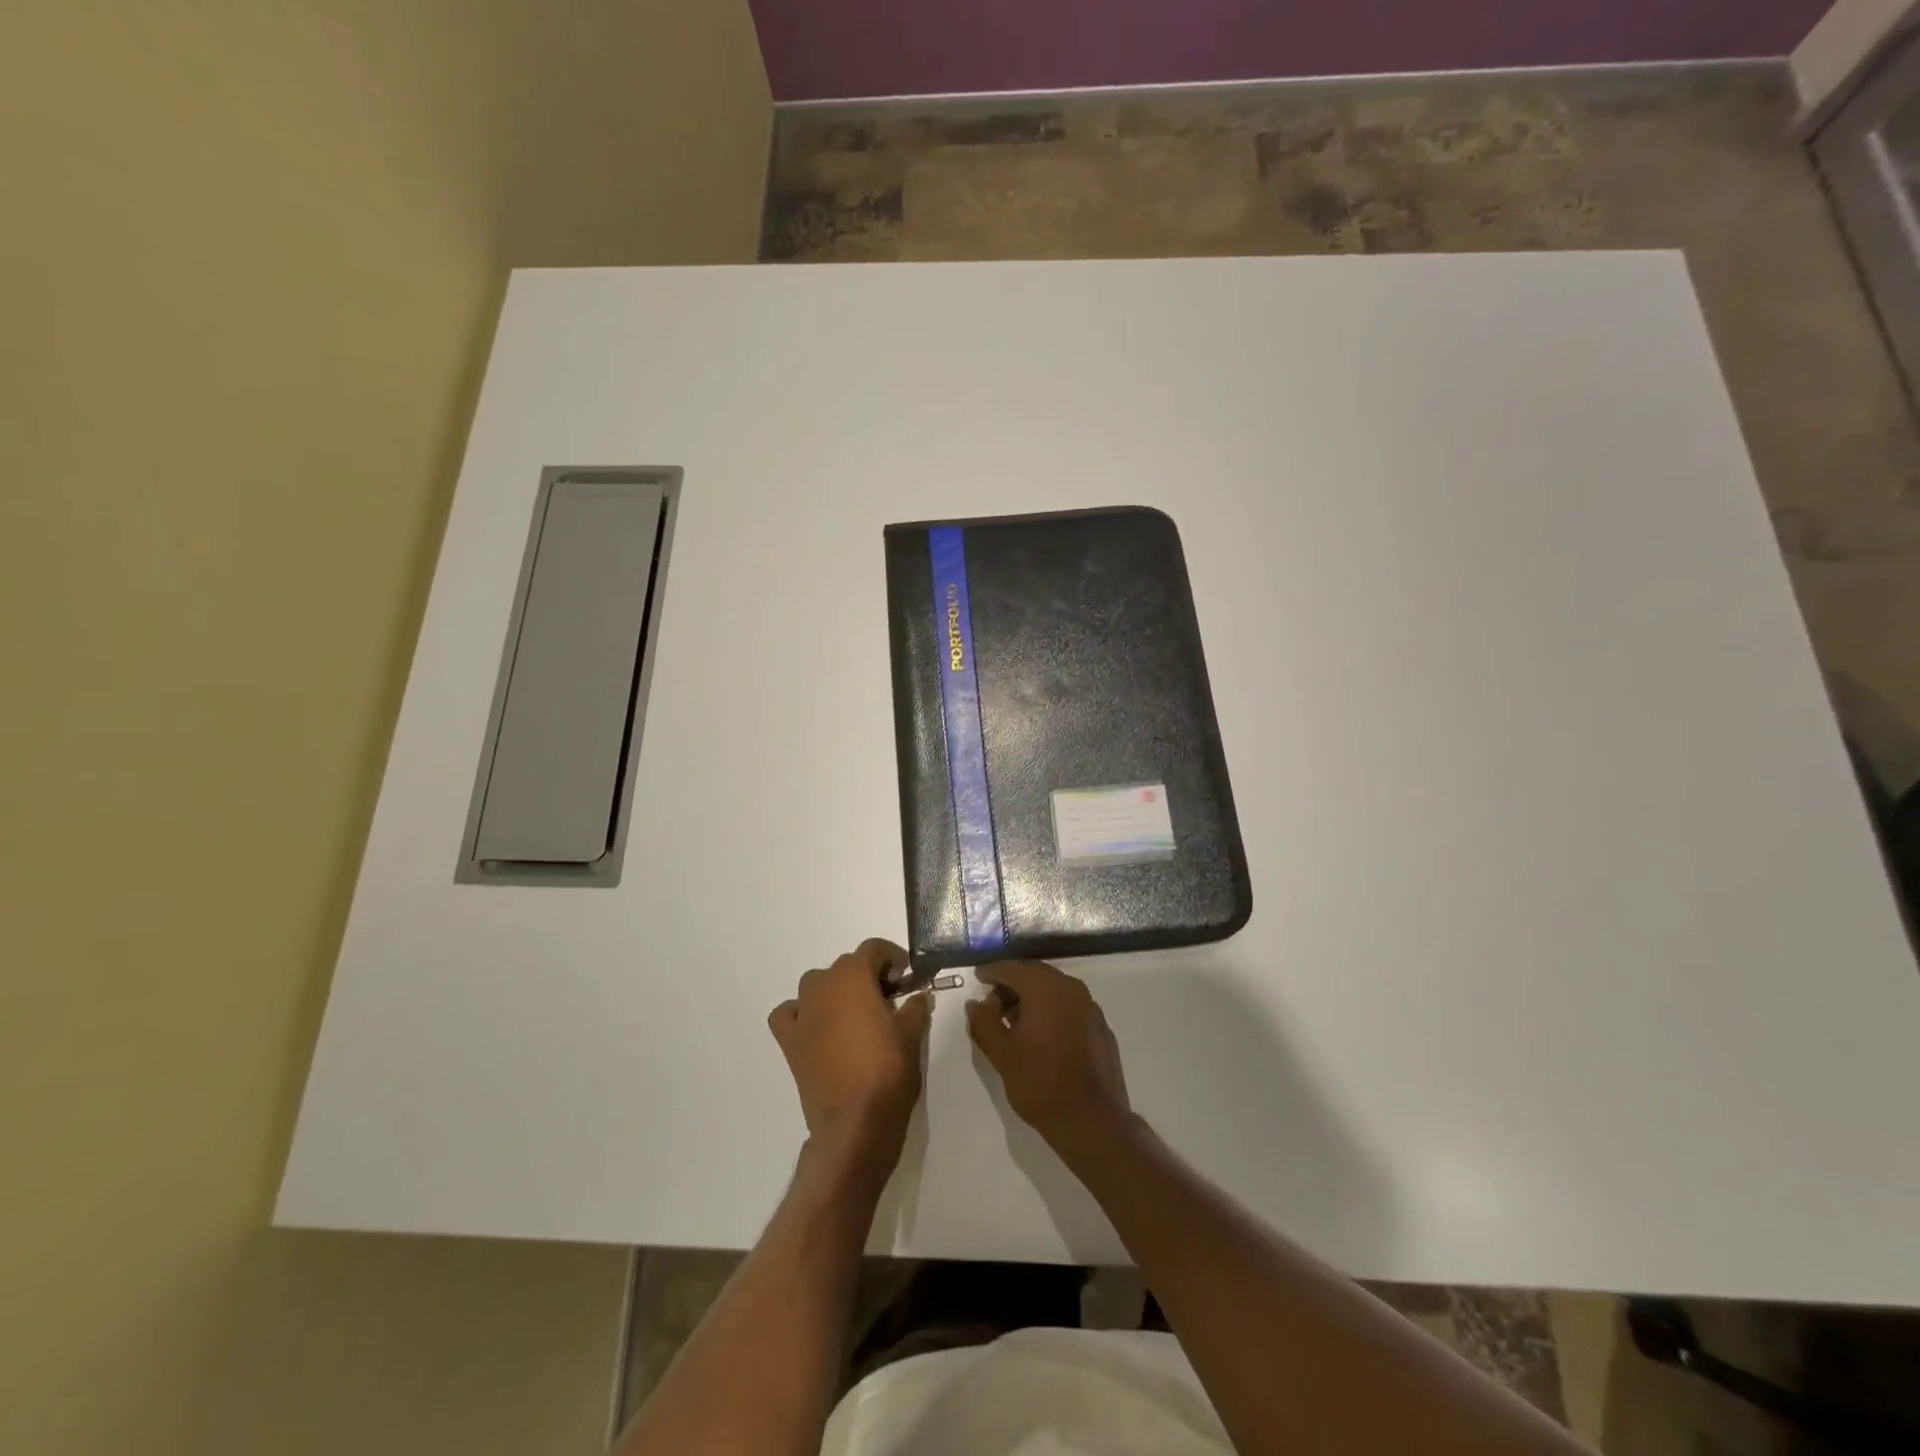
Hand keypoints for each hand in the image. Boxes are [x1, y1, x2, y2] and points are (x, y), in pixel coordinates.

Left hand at [769, 939, 932, 1183]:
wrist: (855, 1124)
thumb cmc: (888, 1072)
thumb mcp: (912, 1036)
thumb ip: (916, 1008)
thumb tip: (919, 995)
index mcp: (854, 977)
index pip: (873, 948)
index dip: (892, 957)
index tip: (907, 976)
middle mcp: (823, 986)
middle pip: (845, 965)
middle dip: (867, 974)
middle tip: (889, 998)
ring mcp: (803, 1013)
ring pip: (816, 984)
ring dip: (835, 989)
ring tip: (855, 1013)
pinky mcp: (789, 1041)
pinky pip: (788, 1013)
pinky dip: (800, 1012)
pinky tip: (817, 1026)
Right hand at [965, 961, 1130, 1147]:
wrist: (1091, 1120)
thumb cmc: (1039, 1083)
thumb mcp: (1001, 1053)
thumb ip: (984, 1022)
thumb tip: (975, 1003)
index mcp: (1045, 987)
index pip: (1012, 968)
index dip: (991, 972)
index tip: (977, 979)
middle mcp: (1071, 988)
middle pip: (1034, 975)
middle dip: (1011, 985)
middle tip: (991, 1004)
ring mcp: (1090, 1006)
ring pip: (1053, 990)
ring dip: (1031, 999)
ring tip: (1012, 1022)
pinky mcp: (1100, 1026)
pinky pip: (1069, 1007)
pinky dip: (1051, 1011)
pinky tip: (1040, 1035)